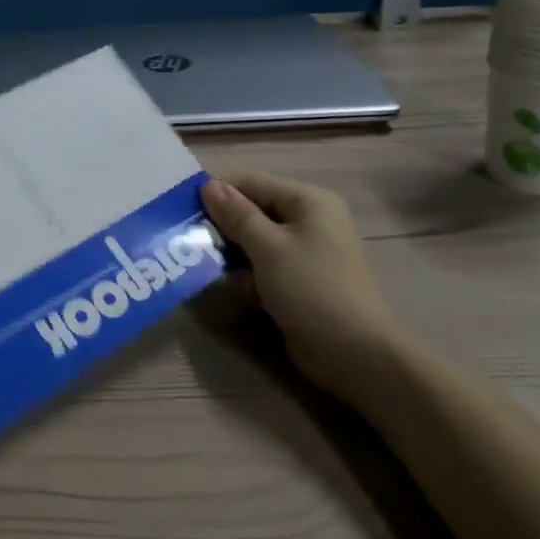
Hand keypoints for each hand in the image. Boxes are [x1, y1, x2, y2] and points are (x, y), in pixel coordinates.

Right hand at [200, 173, 404, 405]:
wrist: (356, 355)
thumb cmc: (312, 289)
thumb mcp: (268, 248)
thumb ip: (236, 215)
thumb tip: (208, 184)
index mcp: (308, 202)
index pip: (252, 183)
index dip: (218, 191)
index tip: (183, 207)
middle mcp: (308, 221)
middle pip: (252, 211)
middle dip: (223, 226)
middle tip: (191, 239)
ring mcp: (304, 253)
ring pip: (254, 242)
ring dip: (232, 255)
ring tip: (209, 268)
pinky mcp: (298, 282)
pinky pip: (263, 267)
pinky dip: (248, 276)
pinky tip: (238, 292)